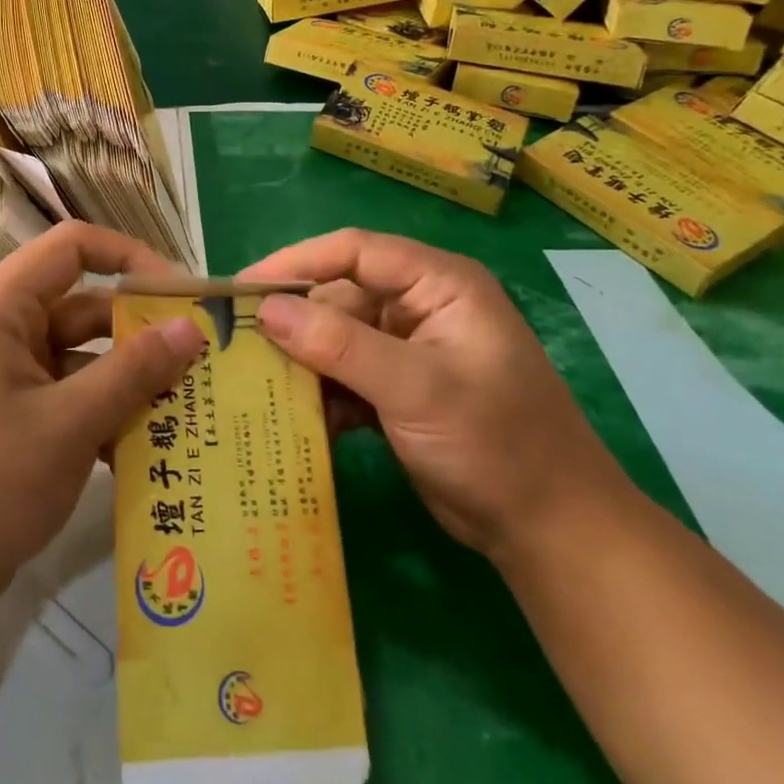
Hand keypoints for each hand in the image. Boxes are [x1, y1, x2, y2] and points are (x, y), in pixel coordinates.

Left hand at [0, 221, 207, 618]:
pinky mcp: (11, 420)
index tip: (180, 295)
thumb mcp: (68, 424)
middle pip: (84, 308)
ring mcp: (5, 379)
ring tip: (191, 411)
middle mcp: (2, 332)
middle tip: (203, 363)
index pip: (71, 248)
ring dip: (130, 384)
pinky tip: (149, 454)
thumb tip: (191, 328)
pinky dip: (105, 417)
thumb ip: (133, 371)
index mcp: (0, 309)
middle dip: (142, 336)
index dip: (129, 257)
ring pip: (83, 360)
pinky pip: (69, 399)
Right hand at [242, 229, 631, 557]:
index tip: (241, 288)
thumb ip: (339, 344)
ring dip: (301, 363)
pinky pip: (343, 376)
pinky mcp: (397, 389)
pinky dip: (321, 396)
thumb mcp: (415, 388)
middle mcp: (419, 306)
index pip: (353, 251)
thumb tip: (266, 310)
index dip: (295, 263)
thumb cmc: (496, 444)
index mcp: (437, 284)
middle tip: (235, 345)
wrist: (549, 532)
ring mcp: (407, 350)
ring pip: (334, 339)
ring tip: (253, 385)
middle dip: (291, 322)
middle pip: (337, 296)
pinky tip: (296, 422)